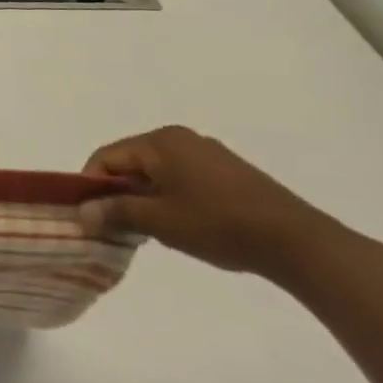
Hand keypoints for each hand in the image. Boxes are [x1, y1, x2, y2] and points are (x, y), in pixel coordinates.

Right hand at [79, 125, 340, 279]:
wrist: (300, 244)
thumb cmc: (218, 225)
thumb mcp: (158, 221)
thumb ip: (115, 212)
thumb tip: (82, 213)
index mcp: (159, 142)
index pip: (106, 157)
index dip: (91, 185)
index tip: (90, 216)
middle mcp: (181, 139)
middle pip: (132, 162)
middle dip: (120, 193)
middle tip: (119, 226)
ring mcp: (209, 154)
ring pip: (158, 172)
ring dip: (147, 198)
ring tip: (154, 230)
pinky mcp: (231, 172)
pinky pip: (184, 179)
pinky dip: (173, 198)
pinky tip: (185, 226)